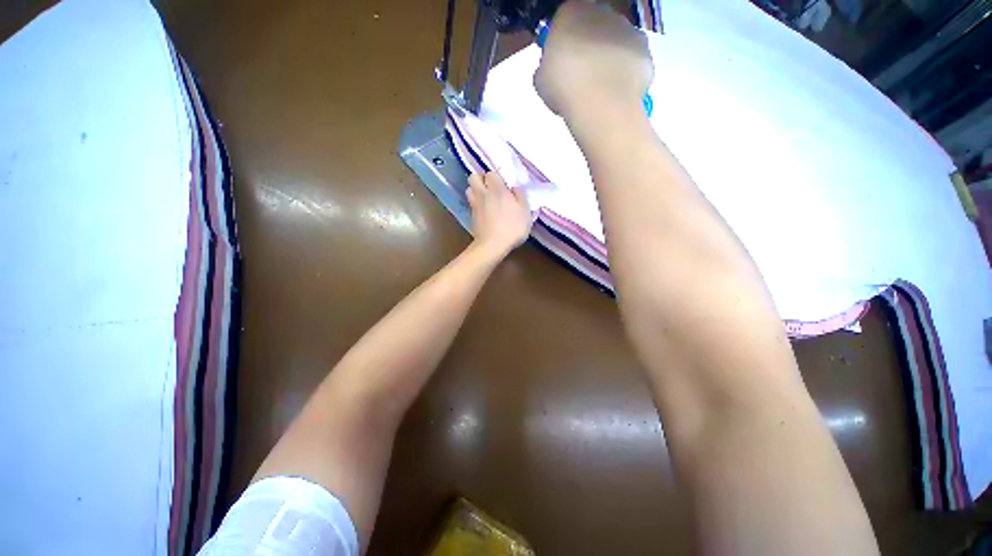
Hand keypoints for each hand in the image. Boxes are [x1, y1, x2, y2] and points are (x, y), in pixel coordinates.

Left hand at [467, 172, 531, 255]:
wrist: (493, 245)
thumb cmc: (512, 227)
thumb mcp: (525, 211)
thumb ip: (520, 196)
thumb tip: (514, 187)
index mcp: (497, 189)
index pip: (491, 173)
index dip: (496, 178)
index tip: (504, 185)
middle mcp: (483, 194)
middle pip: (474, 177)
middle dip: (481, 180)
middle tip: (491, 188)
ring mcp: (475, 205)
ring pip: (469, 190)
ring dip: (476, 191)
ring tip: (486, 199)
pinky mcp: (471, 217)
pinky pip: (471, 204)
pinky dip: (476, 204)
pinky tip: (484, 212)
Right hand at [534, 1, 652, 125]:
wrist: (602, 103)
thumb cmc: (564, 88)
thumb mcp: (541, 80)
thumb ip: (547, 66)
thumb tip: (553, 69)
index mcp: (571, 11)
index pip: (565, 18)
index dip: (563, 40)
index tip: (560, 62)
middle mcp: (603, 12)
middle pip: (594, 25)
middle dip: (589, 45)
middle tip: (581, 76)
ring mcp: (628, 29)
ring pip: (616, 41)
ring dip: (609, 57)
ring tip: (600, 88)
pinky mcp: (645, 50)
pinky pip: (632, 60)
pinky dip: (626, 72)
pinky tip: (616, 92)